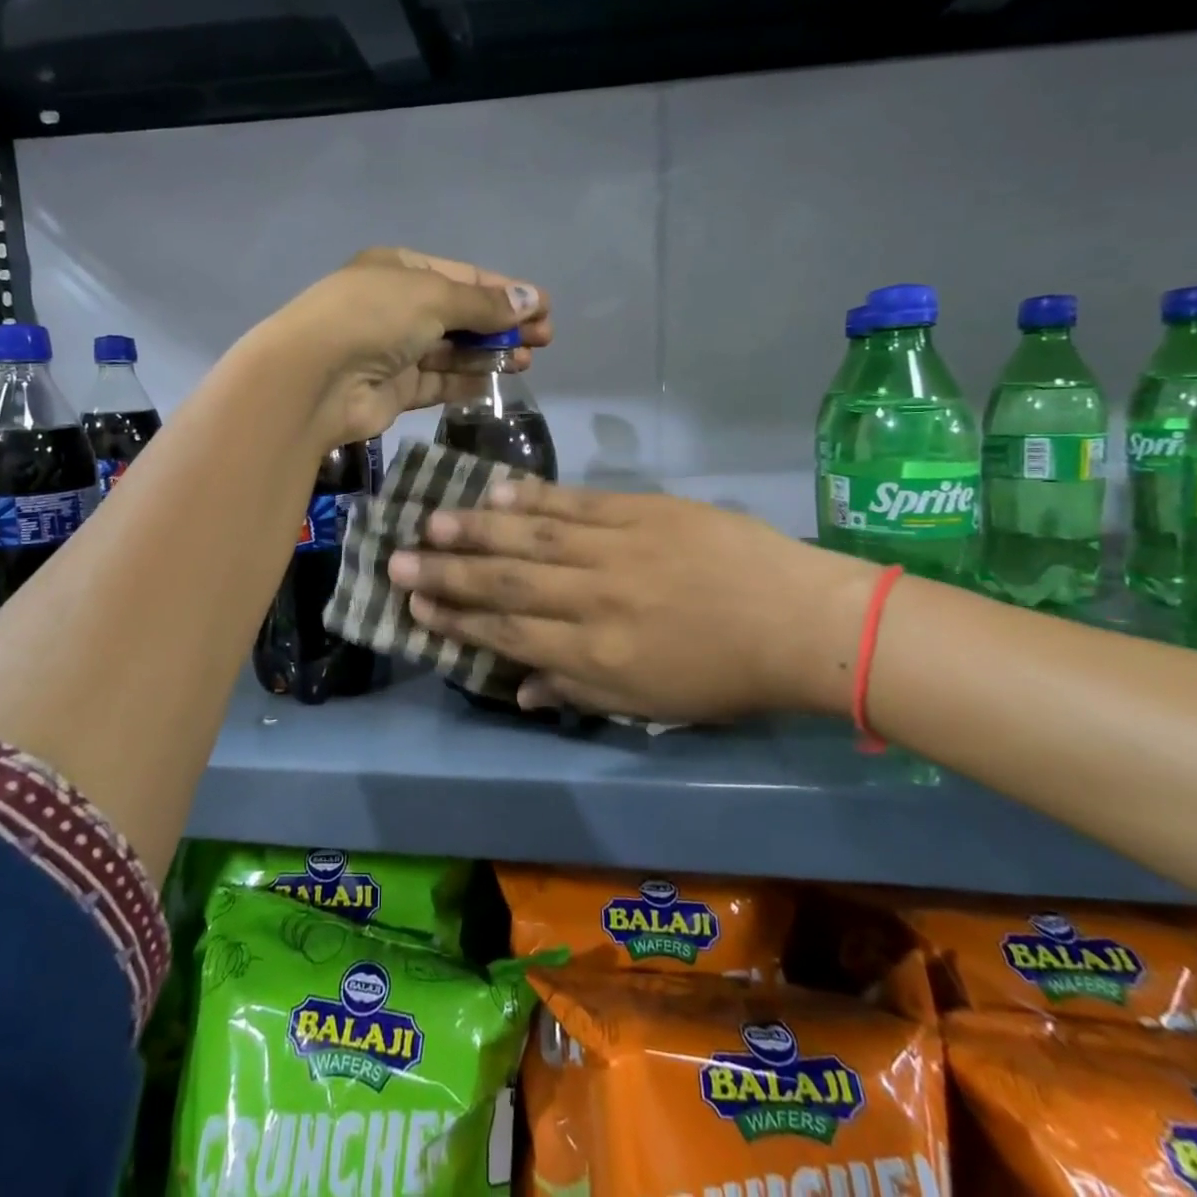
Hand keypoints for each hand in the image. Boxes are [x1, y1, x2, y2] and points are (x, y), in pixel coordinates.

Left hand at [271, 248, 552, 446]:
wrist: (316, 378)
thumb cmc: (375, 317)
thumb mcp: (434, 296)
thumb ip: (484, 304)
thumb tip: (531, 300)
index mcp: (400, 269)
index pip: (463, 276)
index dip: (505, 291)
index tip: (543, 307)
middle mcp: (397, 307)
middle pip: (461, 315)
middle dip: (503, 325)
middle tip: (544, 338)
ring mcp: (394, 350)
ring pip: (452, 351)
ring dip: (490, 354)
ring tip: (528, 359)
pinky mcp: (394, 390)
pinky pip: (438, 383)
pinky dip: (466, 382)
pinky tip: (497, 382)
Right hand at [387, 480, 879, 721]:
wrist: (799, 622)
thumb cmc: (724, 676)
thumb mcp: (650, 705)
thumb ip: (577, 692)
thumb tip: (518, 689)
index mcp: (593, 655)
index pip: (507, 631)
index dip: (456, 617)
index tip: (416, 602)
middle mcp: (592, 600)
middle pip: (505, 581)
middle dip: (446, 571)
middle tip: (396, 558)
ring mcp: (615, 549)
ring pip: (531, 537)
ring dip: (476, 529)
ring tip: (431, 520)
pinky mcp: (641, 511)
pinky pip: (575, 503)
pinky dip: (533, 498)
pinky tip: (496, 491)